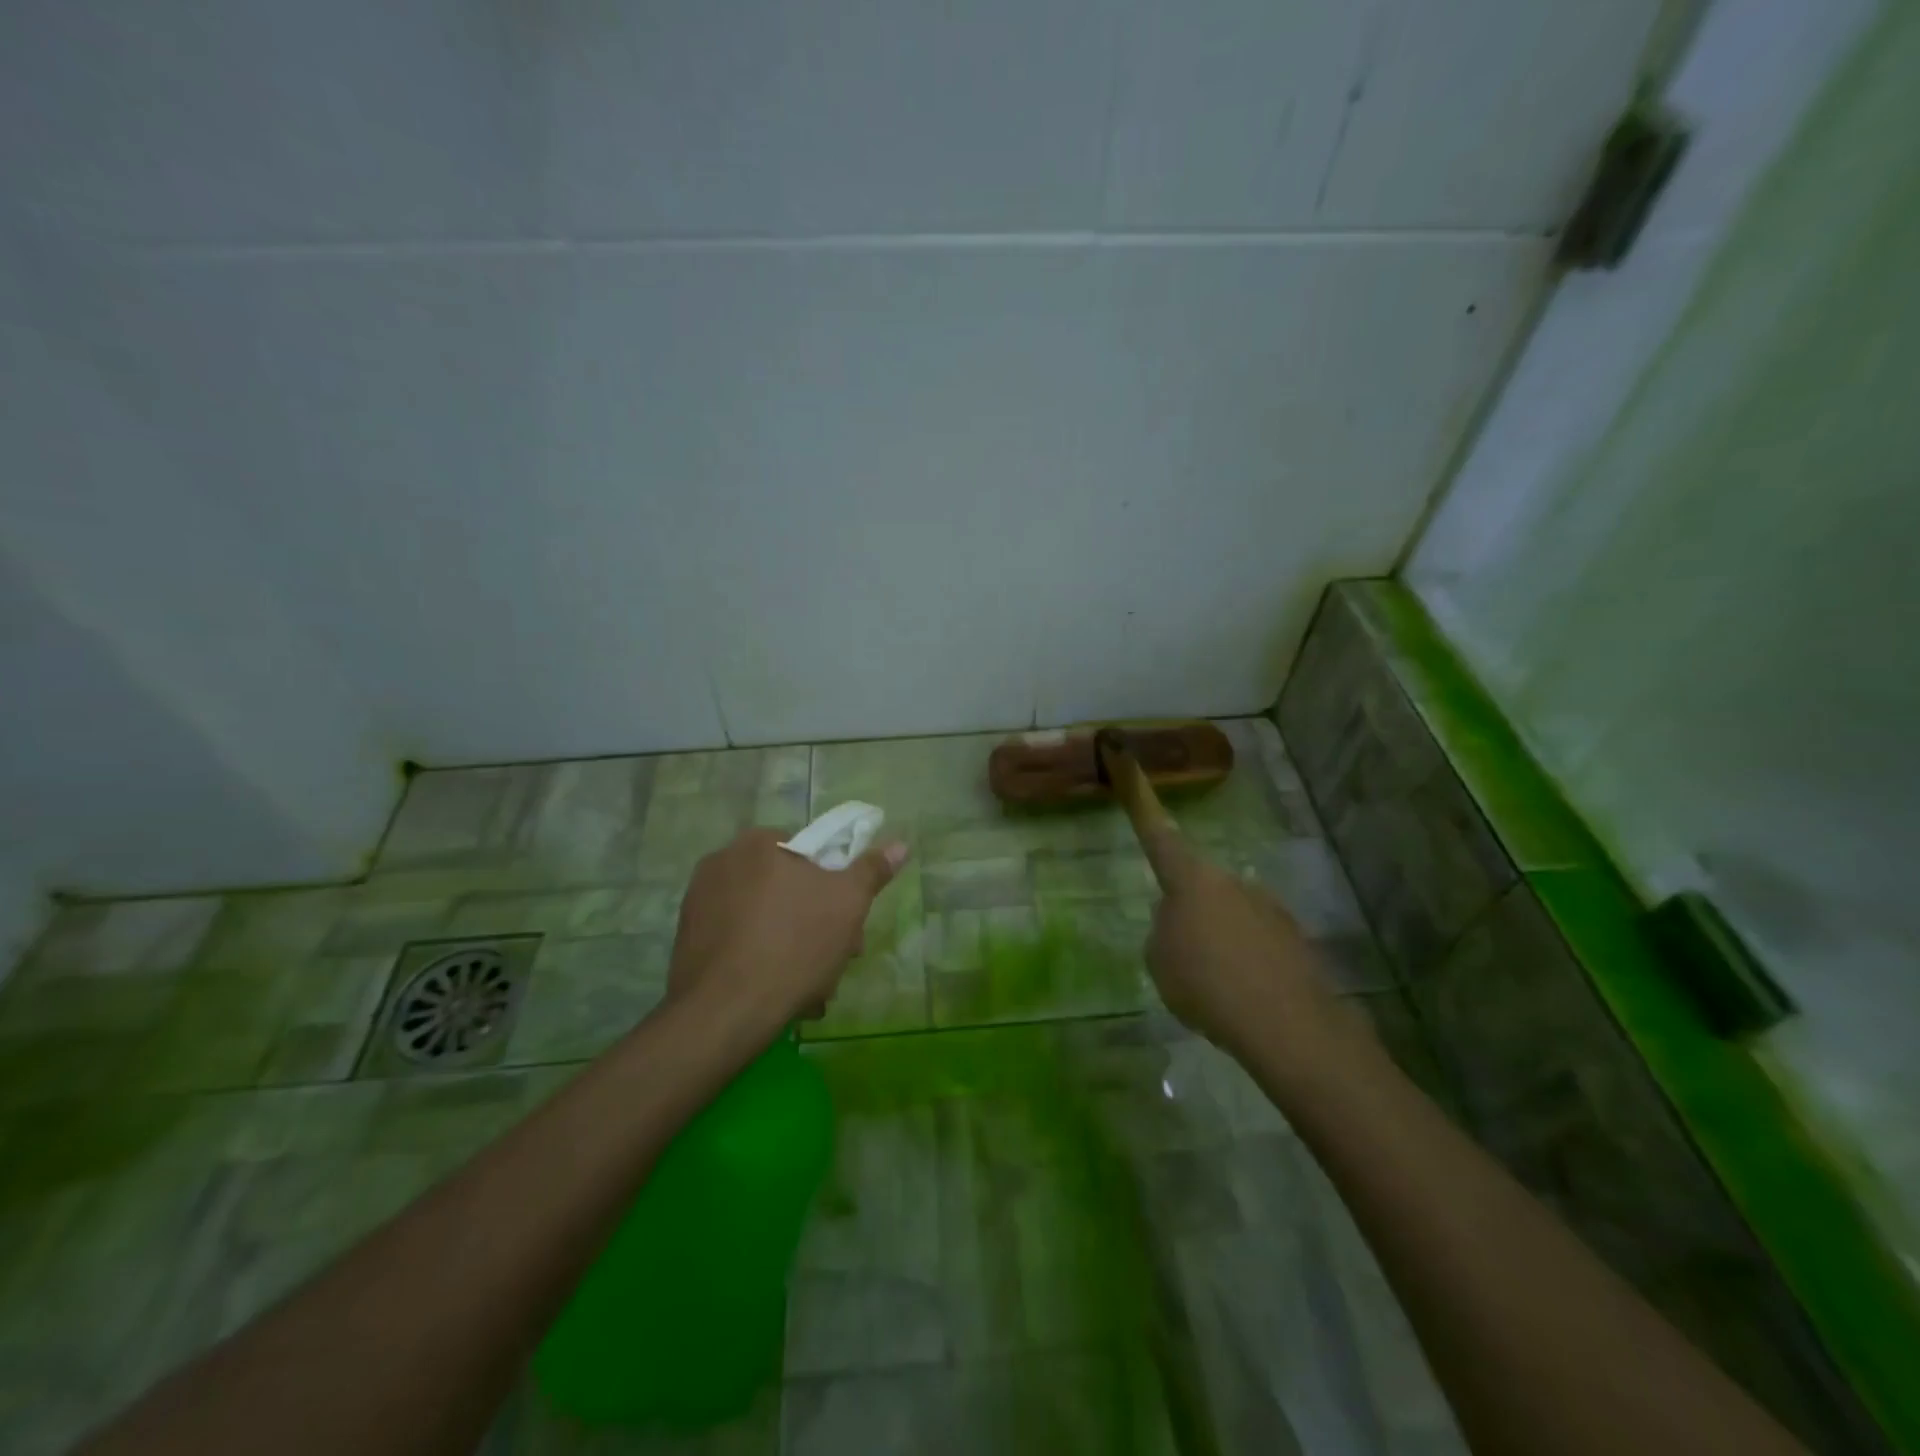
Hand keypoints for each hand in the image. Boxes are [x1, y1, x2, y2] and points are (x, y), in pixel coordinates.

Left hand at [667, 828, 909, 1029]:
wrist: (724, 1013)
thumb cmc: (794, 945)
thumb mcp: (848, 904)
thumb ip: (871, 870)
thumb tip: (899, 845)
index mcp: (757, 843)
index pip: (807, 852)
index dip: (834, 885)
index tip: (848, 921)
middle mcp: (721, 863)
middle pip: (786, 888)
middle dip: (815, 922)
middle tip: (835, 957)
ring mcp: (699, 904)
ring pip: (764, 919)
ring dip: (792, 946)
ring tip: (811, 988)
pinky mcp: (687, 942)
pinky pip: (738, 942)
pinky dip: (760, 961)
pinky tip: (779, 993)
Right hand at [1141, 826, 1345, 1066]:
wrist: (1286, 1025)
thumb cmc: (1205, 984)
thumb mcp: (1159, 960)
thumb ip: (1163, 930)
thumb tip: (1179, 920)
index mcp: (1191, 880)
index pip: (1160, 837)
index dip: (1144, 807)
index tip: (1133, 766)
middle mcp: (1231, 881)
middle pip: (1200, 887)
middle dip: (1190, 911)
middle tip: (1182, 955)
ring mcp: (1269, 906)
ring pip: (1231, 915)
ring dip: (1221, 938)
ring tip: (1216, 987)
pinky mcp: (1295, 937)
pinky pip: (1258, 942)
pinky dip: (1248, 960)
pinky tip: (1246, 996)